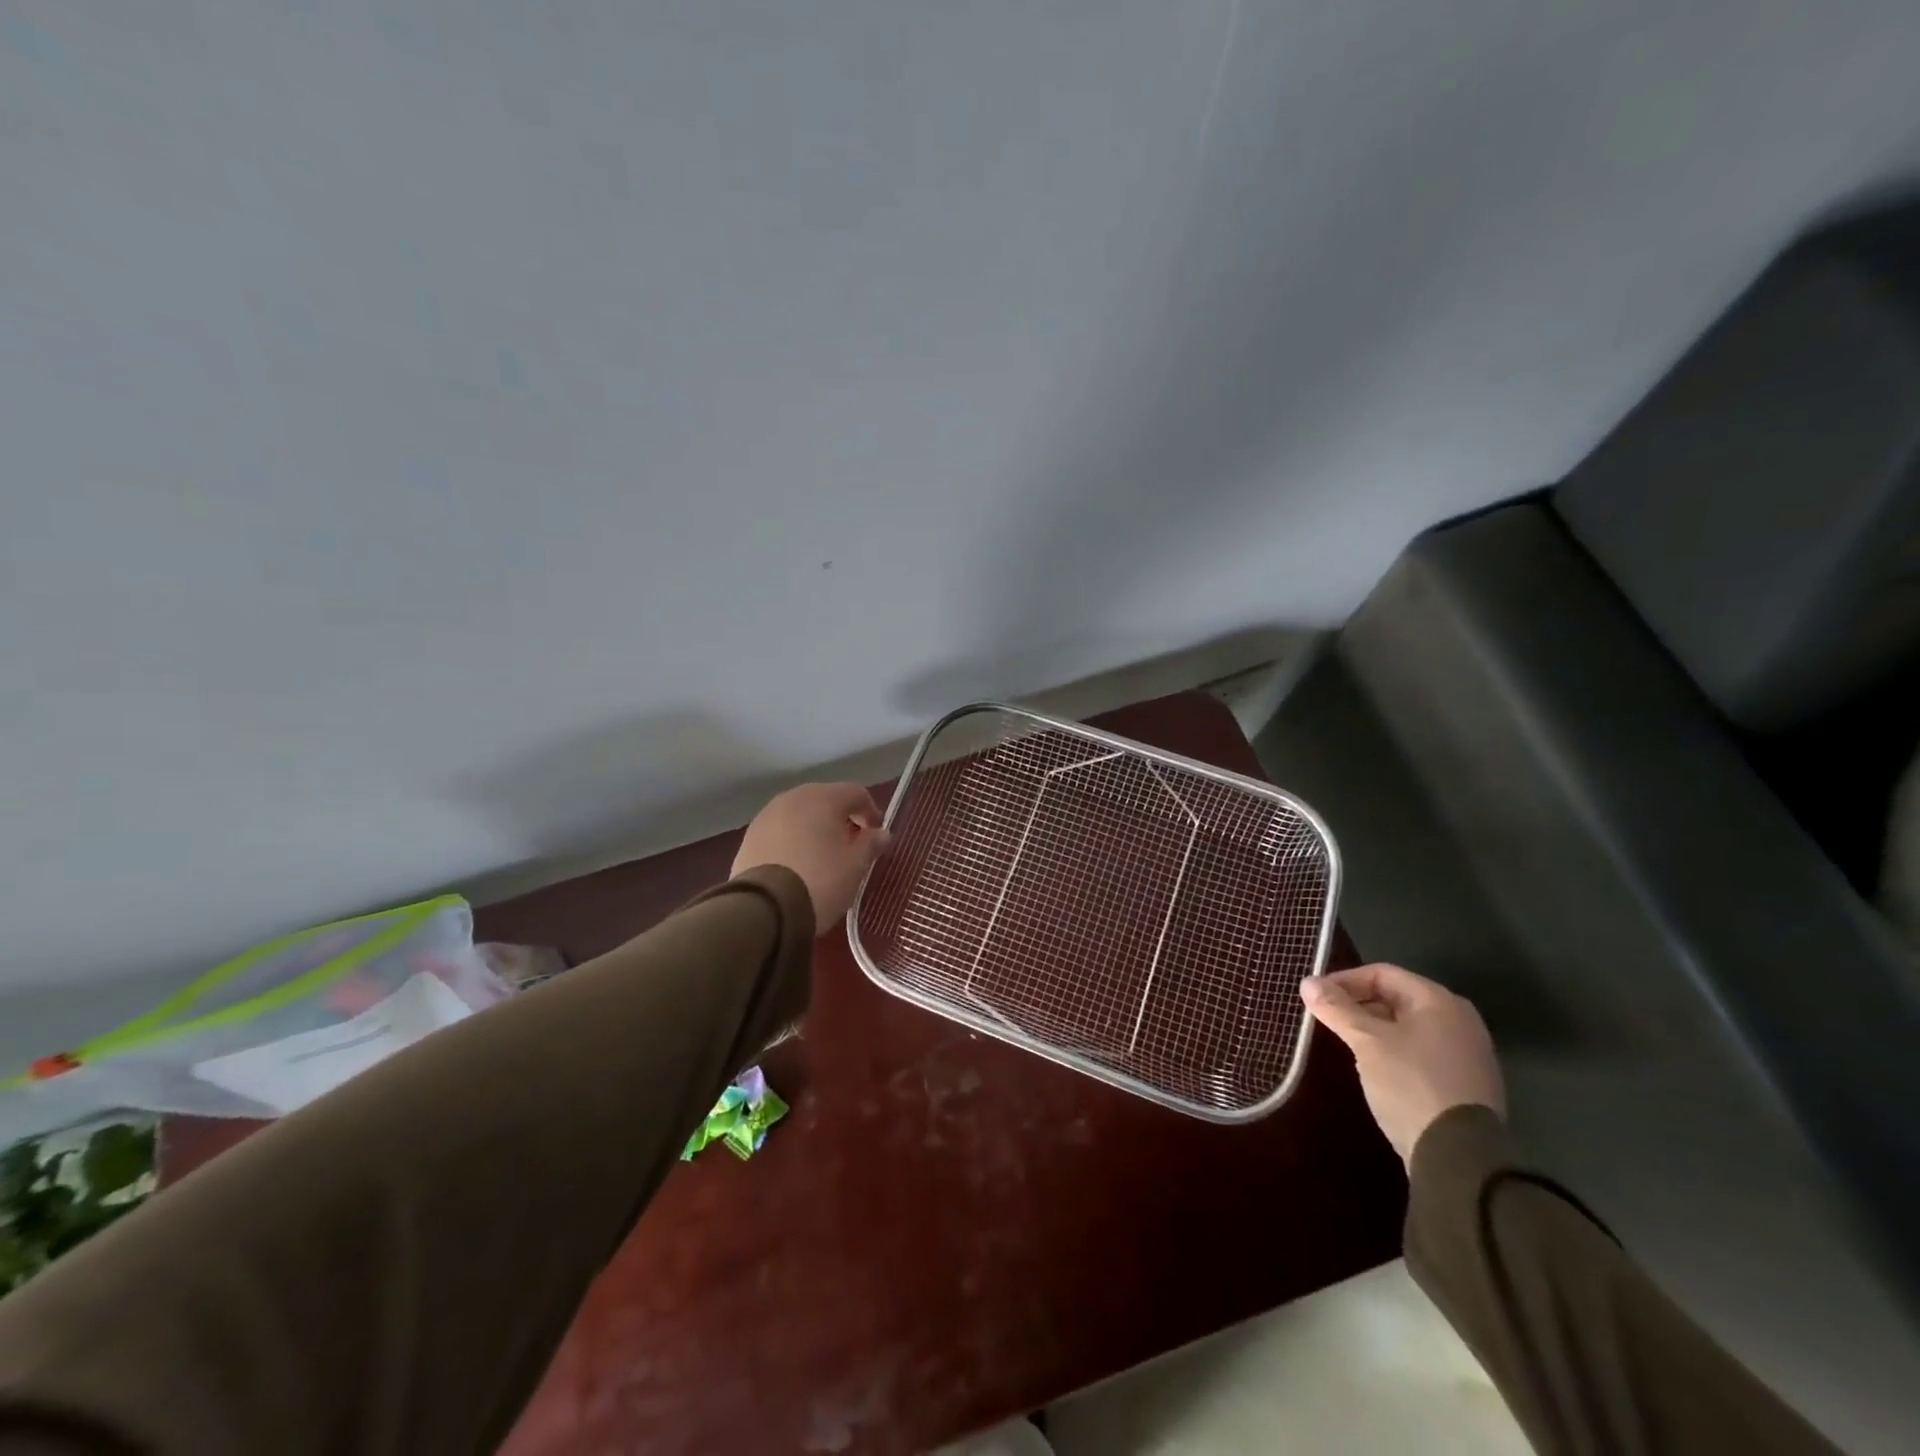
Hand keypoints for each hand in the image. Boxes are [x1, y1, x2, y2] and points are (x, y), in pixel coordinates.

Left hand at [732, 782, 889, 931]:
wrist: (762, 910)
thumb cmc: (820, 881)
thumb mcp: (855, 866)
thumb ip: (870, 844)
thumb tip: (881, 833)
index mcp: (822, 797)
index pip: (855, 794)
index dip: (870, 812)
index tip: (876, 835)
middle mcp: (792, 798)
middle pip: (825, 800)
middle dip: (842, 819)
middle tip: (852, 845)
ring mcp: (766, 816)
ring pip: (800, 815)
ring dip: (816, 828)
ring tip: (824, 856)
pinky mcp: (749, 837)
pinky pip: (781, 831)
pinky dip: (794, 840)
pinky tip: (798, 864)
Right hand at [1300, 963, 1504, 1165]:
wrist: (1460, 1158)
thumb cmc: (1410, 1084)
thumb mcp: (1366, 1042)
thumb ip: (1337, 1009)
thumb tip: (1307, 982)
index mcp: (1439, 1001)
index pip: (1382, 973)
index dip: (1344, 981)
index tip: (1316, 997)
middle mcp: (1459, 1019)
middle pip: (1397, 997)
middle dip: (1358, 1005)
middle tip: (1327, 1019)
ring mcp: (1467, 1052)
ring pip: (1408, 1026)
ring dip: (1374, 1028)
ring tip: (1346, 1043)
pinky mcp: (1466, 1082)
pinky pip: (1422, 1050)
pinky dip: (1395, 1049)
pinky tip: (1375, 1067)